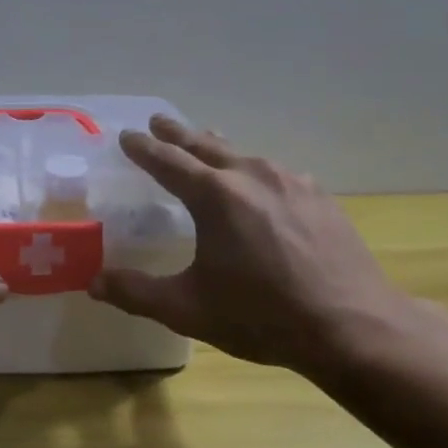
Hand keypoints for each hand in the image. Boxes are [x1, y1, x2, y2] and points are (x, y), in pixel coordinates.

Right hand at [90, 116, 425, 377]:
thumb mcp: (188, 309)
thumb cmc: (262, 316)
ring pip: (243, 155)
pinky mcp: (319, 197)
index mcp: (214, 196)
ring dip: (217, 148)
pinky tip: (259, 184)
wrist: (354, 326)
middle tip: (159, 121)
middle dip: (178, 133)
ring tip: (206, 144)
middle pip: (205, 145)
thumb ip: (136, 292)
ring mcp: (291, 182)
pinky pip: (275, 173)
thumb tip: (93, 283)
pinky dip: (253, 170)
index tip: (127, 136)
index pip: (167, 161)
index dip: (143, 148)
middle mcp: (251, 176)